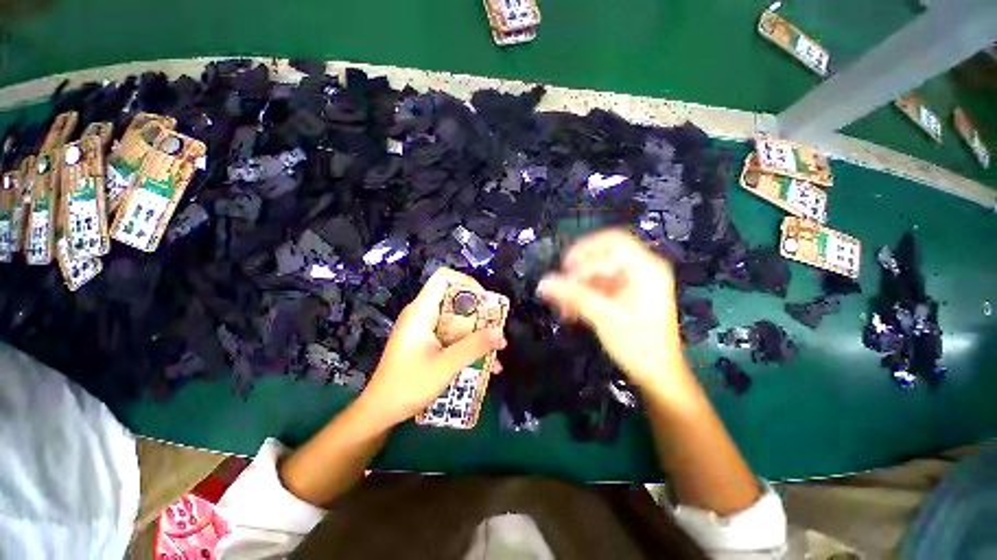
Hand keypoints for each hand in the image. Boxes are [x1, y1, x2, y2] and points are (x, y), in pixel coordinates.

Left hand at [360, 268, 506, 427]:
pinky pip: (452, 335)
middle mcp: (422, 314)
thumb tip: (499, 332)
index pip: (443, 278)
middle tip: (496, 326)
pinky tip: (485, 364)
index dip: (466, 282)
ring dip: (477, 332)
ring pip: (456, 320)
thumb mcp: (445, 366)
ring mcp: (424, 329)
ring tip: (498, 348)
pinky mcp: (426, 342)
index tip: (485, 299)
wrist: (380, 411)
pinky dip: (468, 344)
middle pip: (454, 299)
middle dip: (479, 312)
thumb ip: (473, 347)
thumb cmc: (408, 385)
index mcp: (421, 311)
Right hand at [537, 229, 682, 389]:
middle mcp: (641, 269)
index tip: (564, 270)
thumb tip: (543, 283)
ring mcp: (632, 282)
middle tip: (559, 289)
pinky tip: (570, 310)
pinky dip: (583, 295)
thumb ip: (573, 296)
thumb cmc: (639, 345)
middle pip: (601, 257)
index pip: (611, 241)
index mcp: (645, 267)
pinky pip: (598, 286)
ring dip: (576, 287)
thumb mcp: (604, 317)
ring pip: (596, 273)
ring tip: (561, 307)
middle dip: (577, 273)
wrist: (658, 376)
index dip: (584, 251)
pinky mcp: (624, 295)